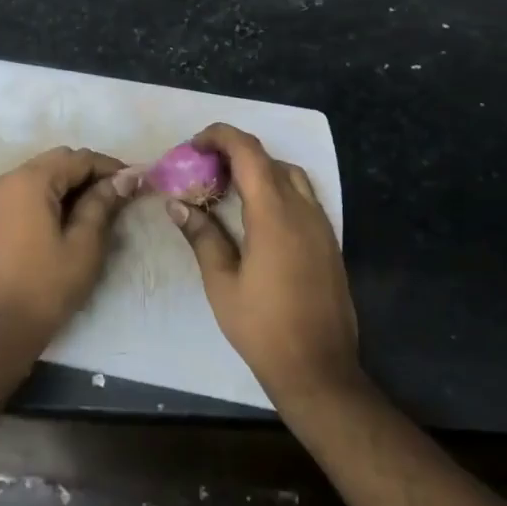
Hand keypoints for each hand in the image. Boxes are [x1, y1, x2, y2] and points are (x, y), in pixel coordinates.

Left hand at [0, 146, 137, 358]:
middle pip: (58, 161)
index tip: (137, 182)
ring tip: (100, 206)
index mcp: (30, 181)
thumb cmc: (46, 286)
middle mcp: (9, 178)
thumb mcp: (84, 245)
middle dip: (90, 173)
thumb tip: (125, 178)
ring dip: (71, 183)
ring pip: (43, 174)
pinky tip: (72, 215)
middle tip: (120, 195)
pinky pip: (28, 190)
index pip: (78, 159)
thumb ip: (102, 204)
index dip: (110, 167)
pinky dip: (52, 195)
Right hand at [166, 123, 359, 403]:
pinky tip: (254, 214)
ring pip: (289, 175)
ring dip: (258, 169)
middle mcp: (303, 210)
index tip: (193, 145)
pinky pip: (302, 196)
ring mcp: (321, 225)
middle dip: (234, 153)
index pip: (249, 152)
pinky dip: (276, 188)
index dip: (220, 137)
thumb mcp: (222, 283)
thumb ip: (202, 236)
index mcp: (274, 215)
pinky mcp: (328, 241)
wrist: (319, 368)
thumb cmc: (263, 327)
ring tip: (227, 188)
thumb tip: (177, 204)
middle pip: (269, 159)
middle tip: (202, 168)